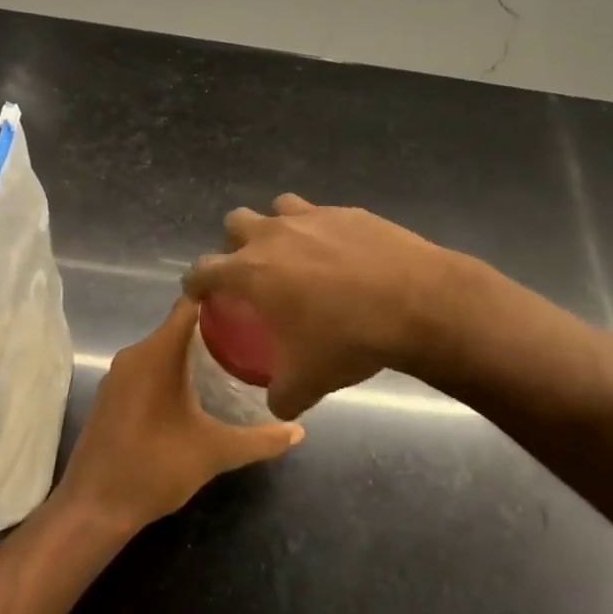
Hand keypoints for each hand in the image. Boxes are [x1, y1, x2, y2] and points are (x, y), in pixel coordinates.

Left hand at [56, 297, 303, 534]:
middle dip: (213, 330)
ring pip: (162, 348)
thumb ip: (259, 440)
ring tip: (231, 362)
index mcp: (157, 353)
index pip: (189, 305)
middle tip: (251, 337)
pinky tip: (195, 391)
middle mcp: (134, 354)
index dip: (218, 298)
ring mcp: (118, 375)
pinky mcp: (111, 395)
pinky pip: (146, 367)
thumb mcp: (214, 452)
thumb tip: (298, 432)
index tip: (250, 303)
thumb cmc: (155, 468)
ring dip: (191, 353)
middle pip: (178, 326)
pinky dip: (171, 370)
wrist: (94, 508)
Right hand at [182, 195, 453, 420]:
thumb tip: (276, 405)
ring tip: (294, 255)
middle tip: (251, 271)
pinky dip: (321, 231)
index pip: (203, 270)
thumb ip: (281, 395)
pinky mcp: (348, 211)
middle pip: (235, 222)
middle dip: (234, 244)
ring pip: (278, 208)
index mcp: (252, 271)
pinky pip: (322, 215)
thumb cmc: (348, 339)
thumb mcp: (307, 382)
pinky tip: (342, 256)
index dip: (196, 283)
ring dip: (277, 227)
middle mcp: (274, 235)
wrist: (416, 302)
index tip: (199, 293)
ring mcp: (313, 217)